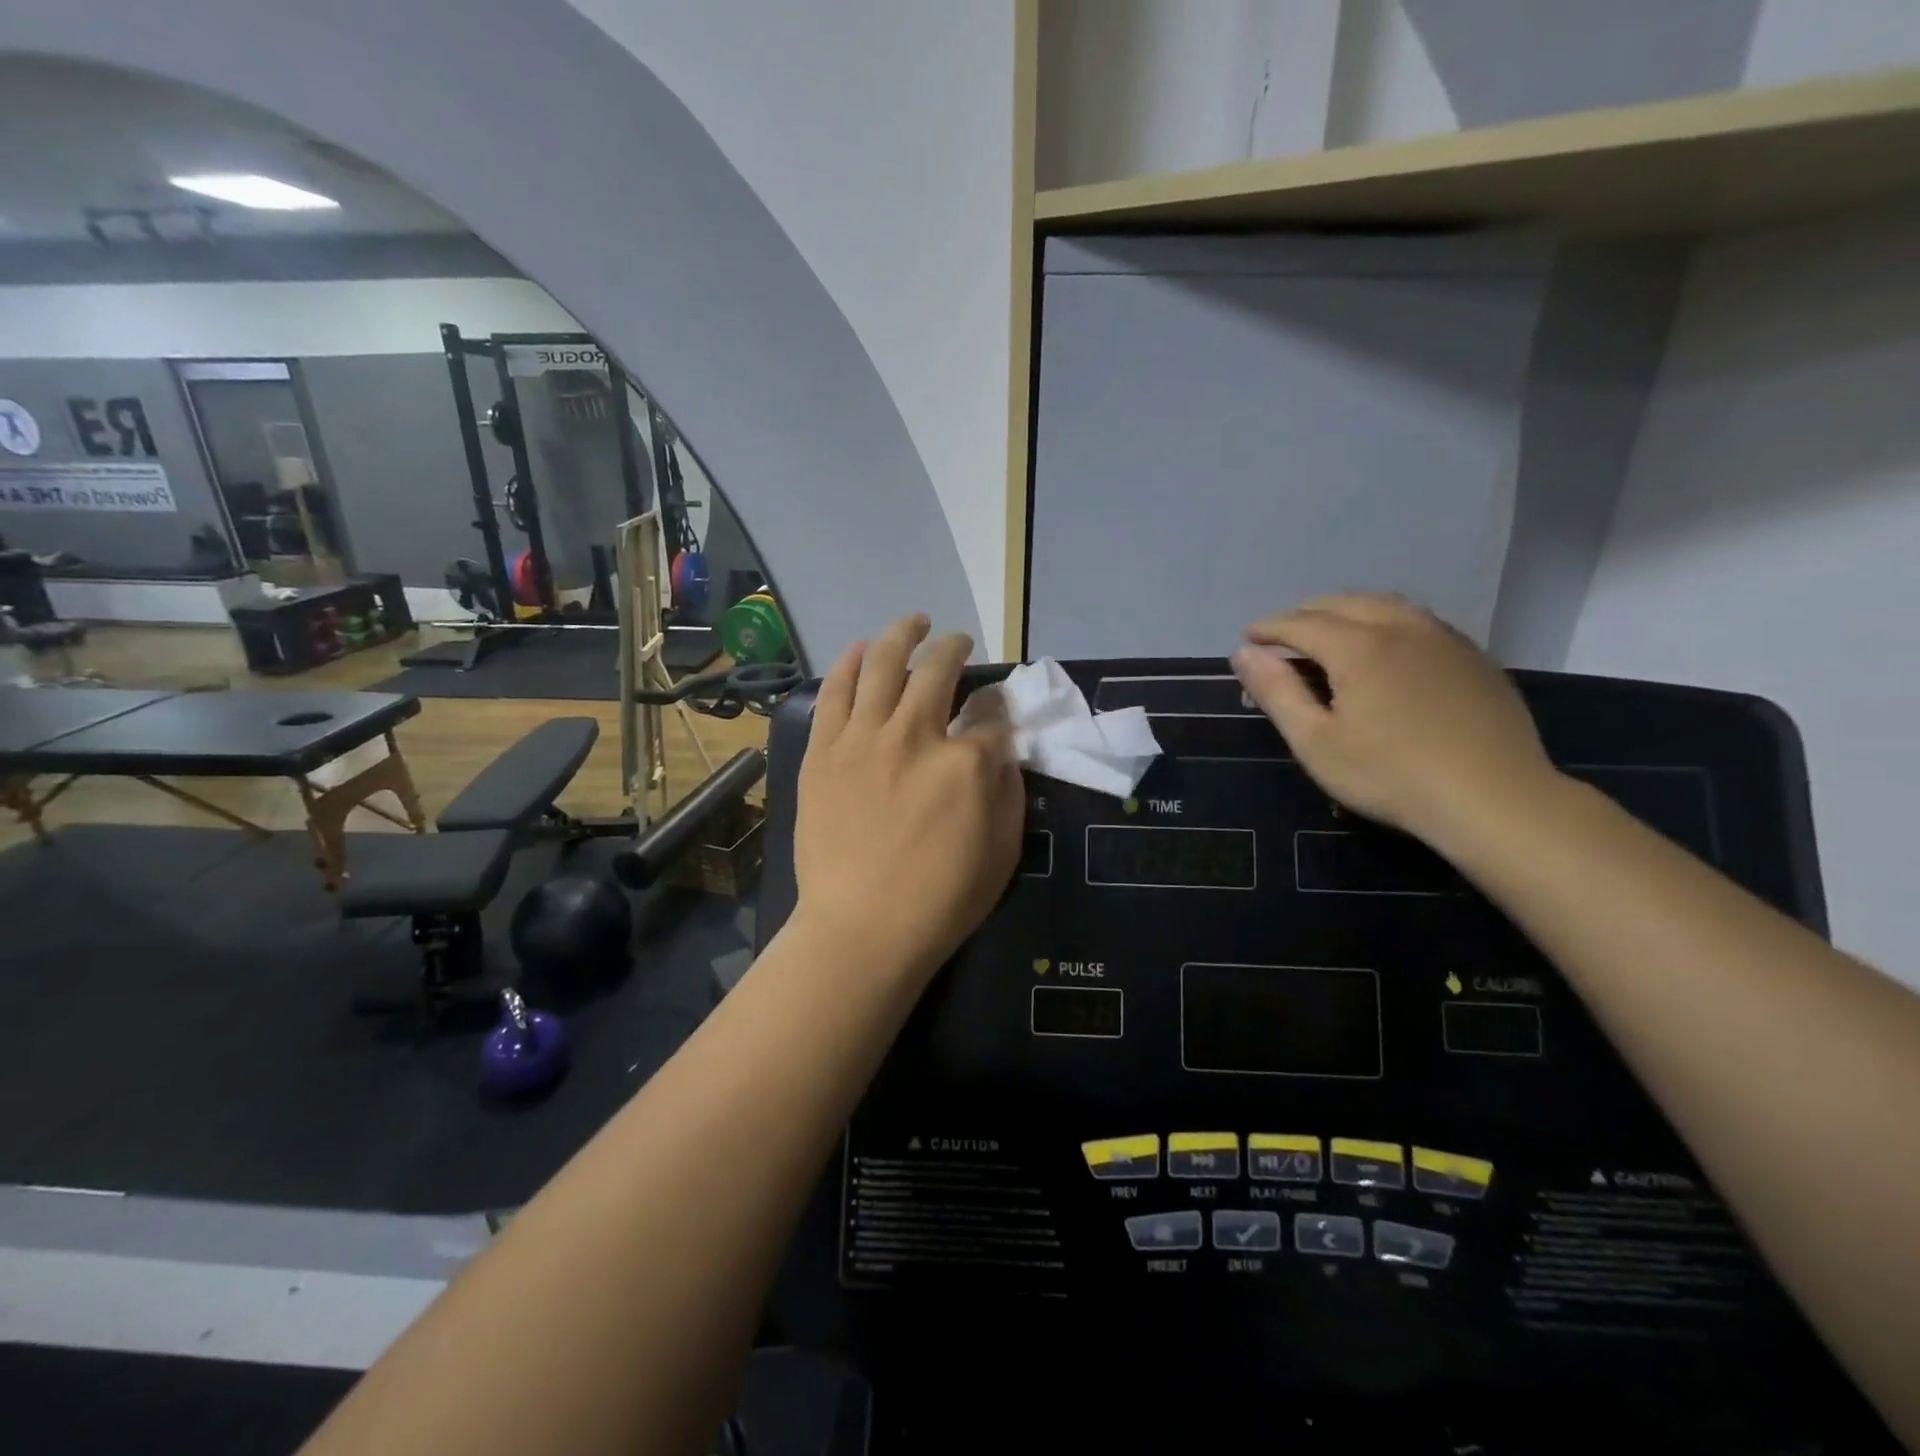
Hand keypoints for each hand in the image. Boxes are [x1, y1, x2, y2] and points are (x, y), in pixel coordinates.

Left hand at [793, 614, 1023, 981]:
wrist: (861, 929)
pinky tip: (860, 649)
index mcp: (965, 762)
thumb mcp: (1003, 852)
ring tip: (914, 622)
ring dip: (902, 634)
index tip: (996, 712)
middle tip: (959, 643)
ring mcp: (863, 738)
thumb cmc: (941, 900)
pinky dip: (849, 662)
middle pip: (939, 670)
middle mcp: (915, 734)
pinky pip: (836, 690)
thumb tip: (1002, 749)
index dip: (999, 710)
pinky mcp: (824, 750)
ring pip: (882, 663)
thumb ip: (1009, 790)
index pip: (992, 717)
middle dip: (955, 648)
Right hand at [1230, 594, 1559, 848]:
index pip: (1301, 623)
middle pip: (1343, 603)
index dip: (1269, 628)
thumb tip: (1244, 653)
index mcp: (1359, 645)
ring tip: (1327, 634)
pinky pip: (1417, 622)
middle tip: (1281, 635)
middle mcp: (1402, 627)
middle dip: (1305, 613)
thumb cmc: (1390, 775)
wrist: (1494, 798)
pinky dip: (1384, 623)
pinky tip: (1383, 649)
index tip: (1247, 638)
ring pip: (1385, 606)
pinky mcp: (1473, 657)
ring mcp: (1444, 638)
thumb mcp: (1315, 741)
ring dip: (1346, 612)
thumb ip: (1276, 692)